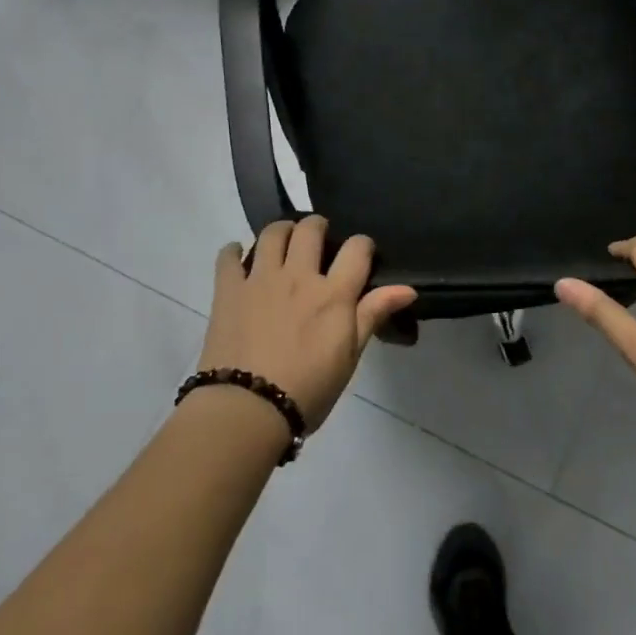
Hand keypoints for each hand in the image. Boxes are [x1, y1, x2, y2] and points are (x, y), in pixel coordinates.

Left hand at [198, 218, 416, 427]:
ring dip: (282, 230)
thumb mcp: (349, 356)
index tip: (361, 254)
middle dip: (318, 225)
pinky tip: (240, 256)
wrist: (247, 409)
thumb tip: (408, 289)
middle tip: (319, 238)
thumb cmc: (308, 389)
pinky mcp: (228, 291)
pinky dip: (234, 251)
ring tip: (285, 241)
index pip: (357, 249)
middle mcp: (298, 276)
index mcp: (333, 294)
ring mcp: (260, 280)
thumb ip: (373, 315)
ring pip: (272, 234)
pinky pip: (228, 257)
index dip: (363, 245)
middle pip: (310, 229)